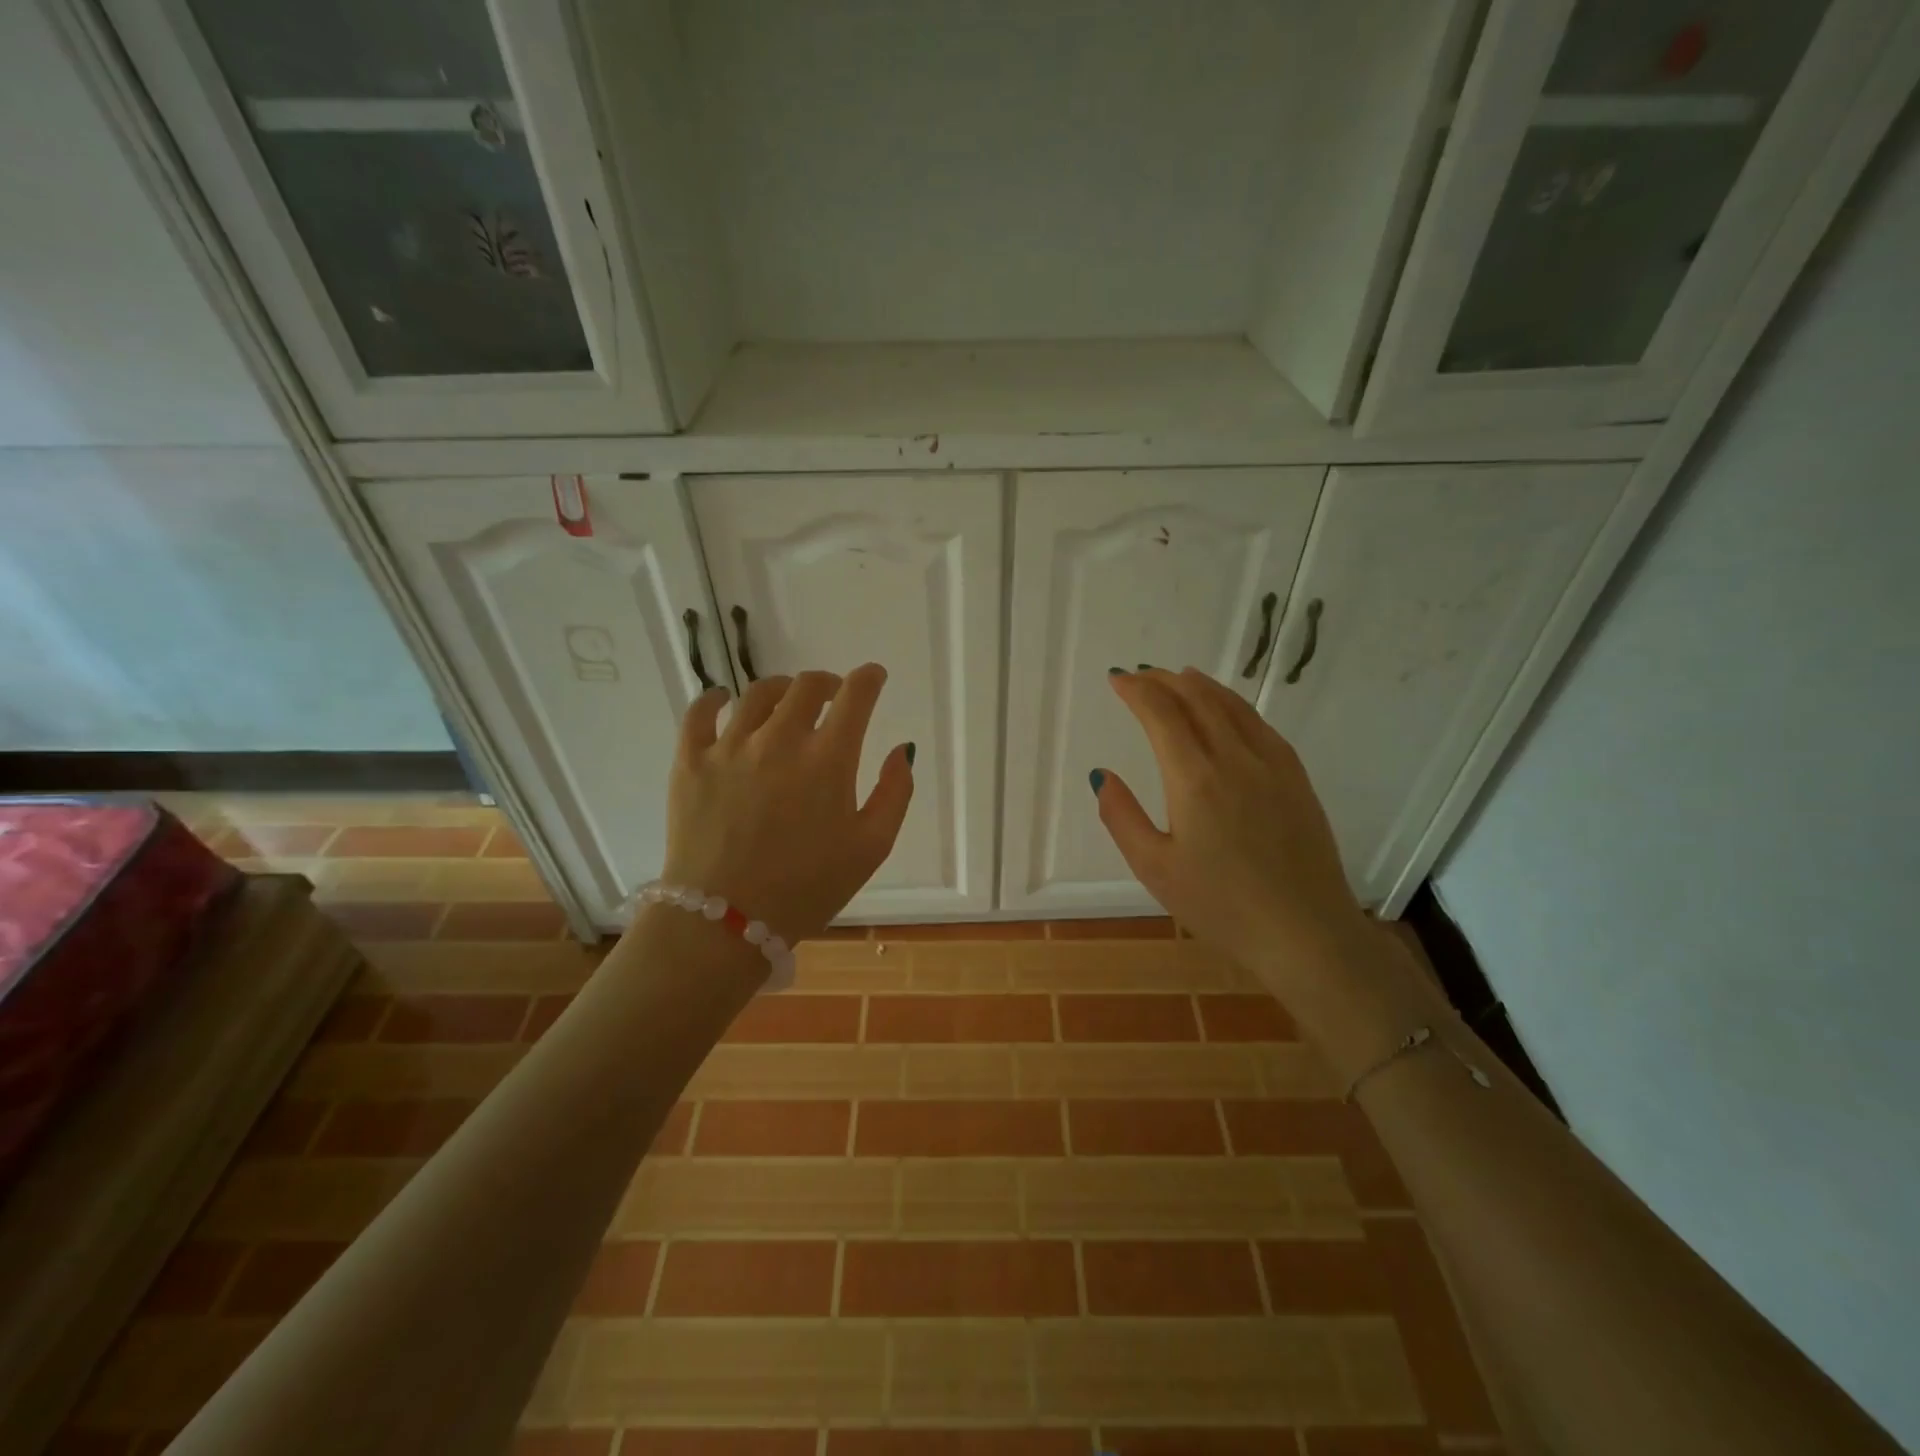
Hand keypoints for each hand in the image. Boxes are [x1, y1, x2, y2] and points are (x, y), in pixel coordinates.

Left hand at [659, 664, 912, 941]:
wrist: (725, 923)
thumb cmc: (808, 889)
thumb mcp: (871, 848)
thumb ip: (895, 792)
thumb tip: (901, 749)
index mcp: (828, 760)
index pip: (855, 696)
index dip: (869, 678)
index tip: (874, 678)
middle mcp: (780, 740)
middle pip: (806, 685)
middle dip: (828, 683)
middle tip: (833, 697)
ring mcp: (730, 747)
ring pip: (758, 693)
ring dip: (782, 690)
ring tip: (786, 702)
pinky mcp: (690, 762)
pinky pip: (700, 712)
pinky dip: (714, 698)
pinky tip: (723, 700)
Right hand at [1093, 667, 1374, 1003]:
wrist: (1306, 933)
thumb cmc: (1221, 906)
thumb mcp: (1155, 869)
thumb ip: (1122, 817)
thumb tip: (1103, 775)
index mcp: (1195, 780)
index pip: (1161, 714)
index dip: (1136, 691)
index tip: (1117, 679)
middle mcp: (1235, 758)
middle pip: (1197, 700)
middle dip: (1164, 681)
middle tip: (1141, 675)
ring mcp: (1272, 764)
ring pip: (1232, 706)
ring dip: (1200, 685)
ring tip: (1179, 677)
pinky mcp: (1297, 777)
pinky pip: (1260, 724)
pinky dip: (1234, 704)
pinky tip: (1227, 709)